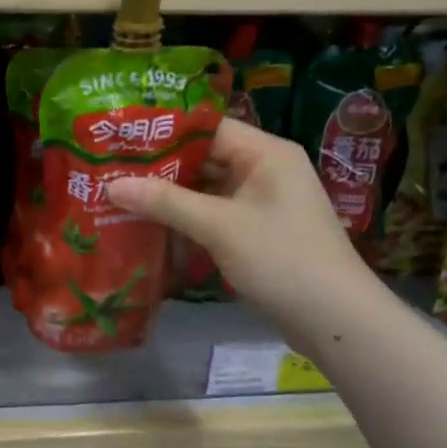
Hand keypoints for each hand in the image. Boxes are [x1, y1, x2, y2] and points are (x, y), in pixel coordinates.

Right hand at [106, 118, 377, 338]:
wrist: (335, 320)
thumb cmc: (281, 260)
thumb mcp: (219, 227)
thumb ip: (165, 202)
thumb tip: (111, 185)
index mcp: (265, 153)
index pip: (207, 127)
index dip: (163, 131)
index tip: (120, 139)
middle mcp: (265, 169)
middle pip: (204, 157)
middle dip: (160, 166)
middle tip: (111, 169)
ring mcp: (262, 202)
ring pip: (207, 188)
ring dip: (170, 195)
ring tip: (120, 195)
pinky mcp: (257, 231)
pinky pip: (214, 213)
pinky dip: (186, 218)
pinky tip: (151, 225)